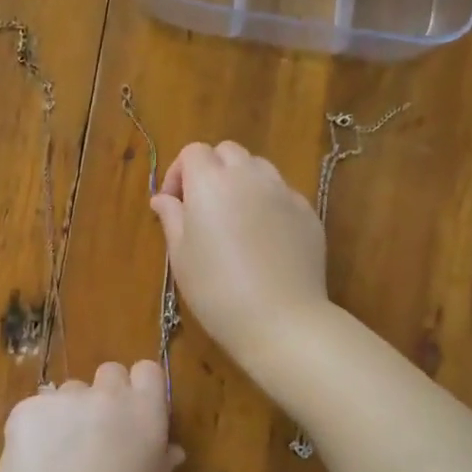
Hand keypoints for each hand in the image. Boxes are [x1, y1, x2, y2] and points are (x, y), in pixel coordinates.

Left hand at [0, 361, 182, 471]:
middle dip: (104, 395)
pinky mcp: (28, 406)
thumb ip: (156, 463)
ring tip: (56, 455)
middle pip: (110, 372)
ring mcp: (66, 397)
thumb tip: (171, 450)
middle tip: (95, 434)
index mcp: (145, 415)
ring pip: (70, 391)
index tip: (133, 413)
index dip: (139, 388)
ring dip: (68, 412)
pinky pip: (38, 408)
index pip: (147, 371)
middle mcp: (108, 396)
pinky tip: (32, 461)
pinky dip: (36, 427)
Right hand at [149, 141, 330, 367]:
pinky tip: (265, 239)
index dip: (179, 172)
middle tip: (203, 208)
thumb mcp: (180, 255)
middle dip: (212, 170)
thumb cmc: (216, 289)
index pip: (193, 152)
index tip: (173, 204)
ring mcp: (283, 192)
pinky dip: (268, 204)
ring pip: (259, 168)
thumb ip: (172, 217)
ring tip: (235, 219)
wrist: (280, 320)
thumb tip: (164, 199)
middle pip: (228, 152)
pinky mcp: (307, 212)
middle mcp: (249, 176)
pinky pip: (283, 194)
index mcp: (210, 182)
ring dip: (242, 182)